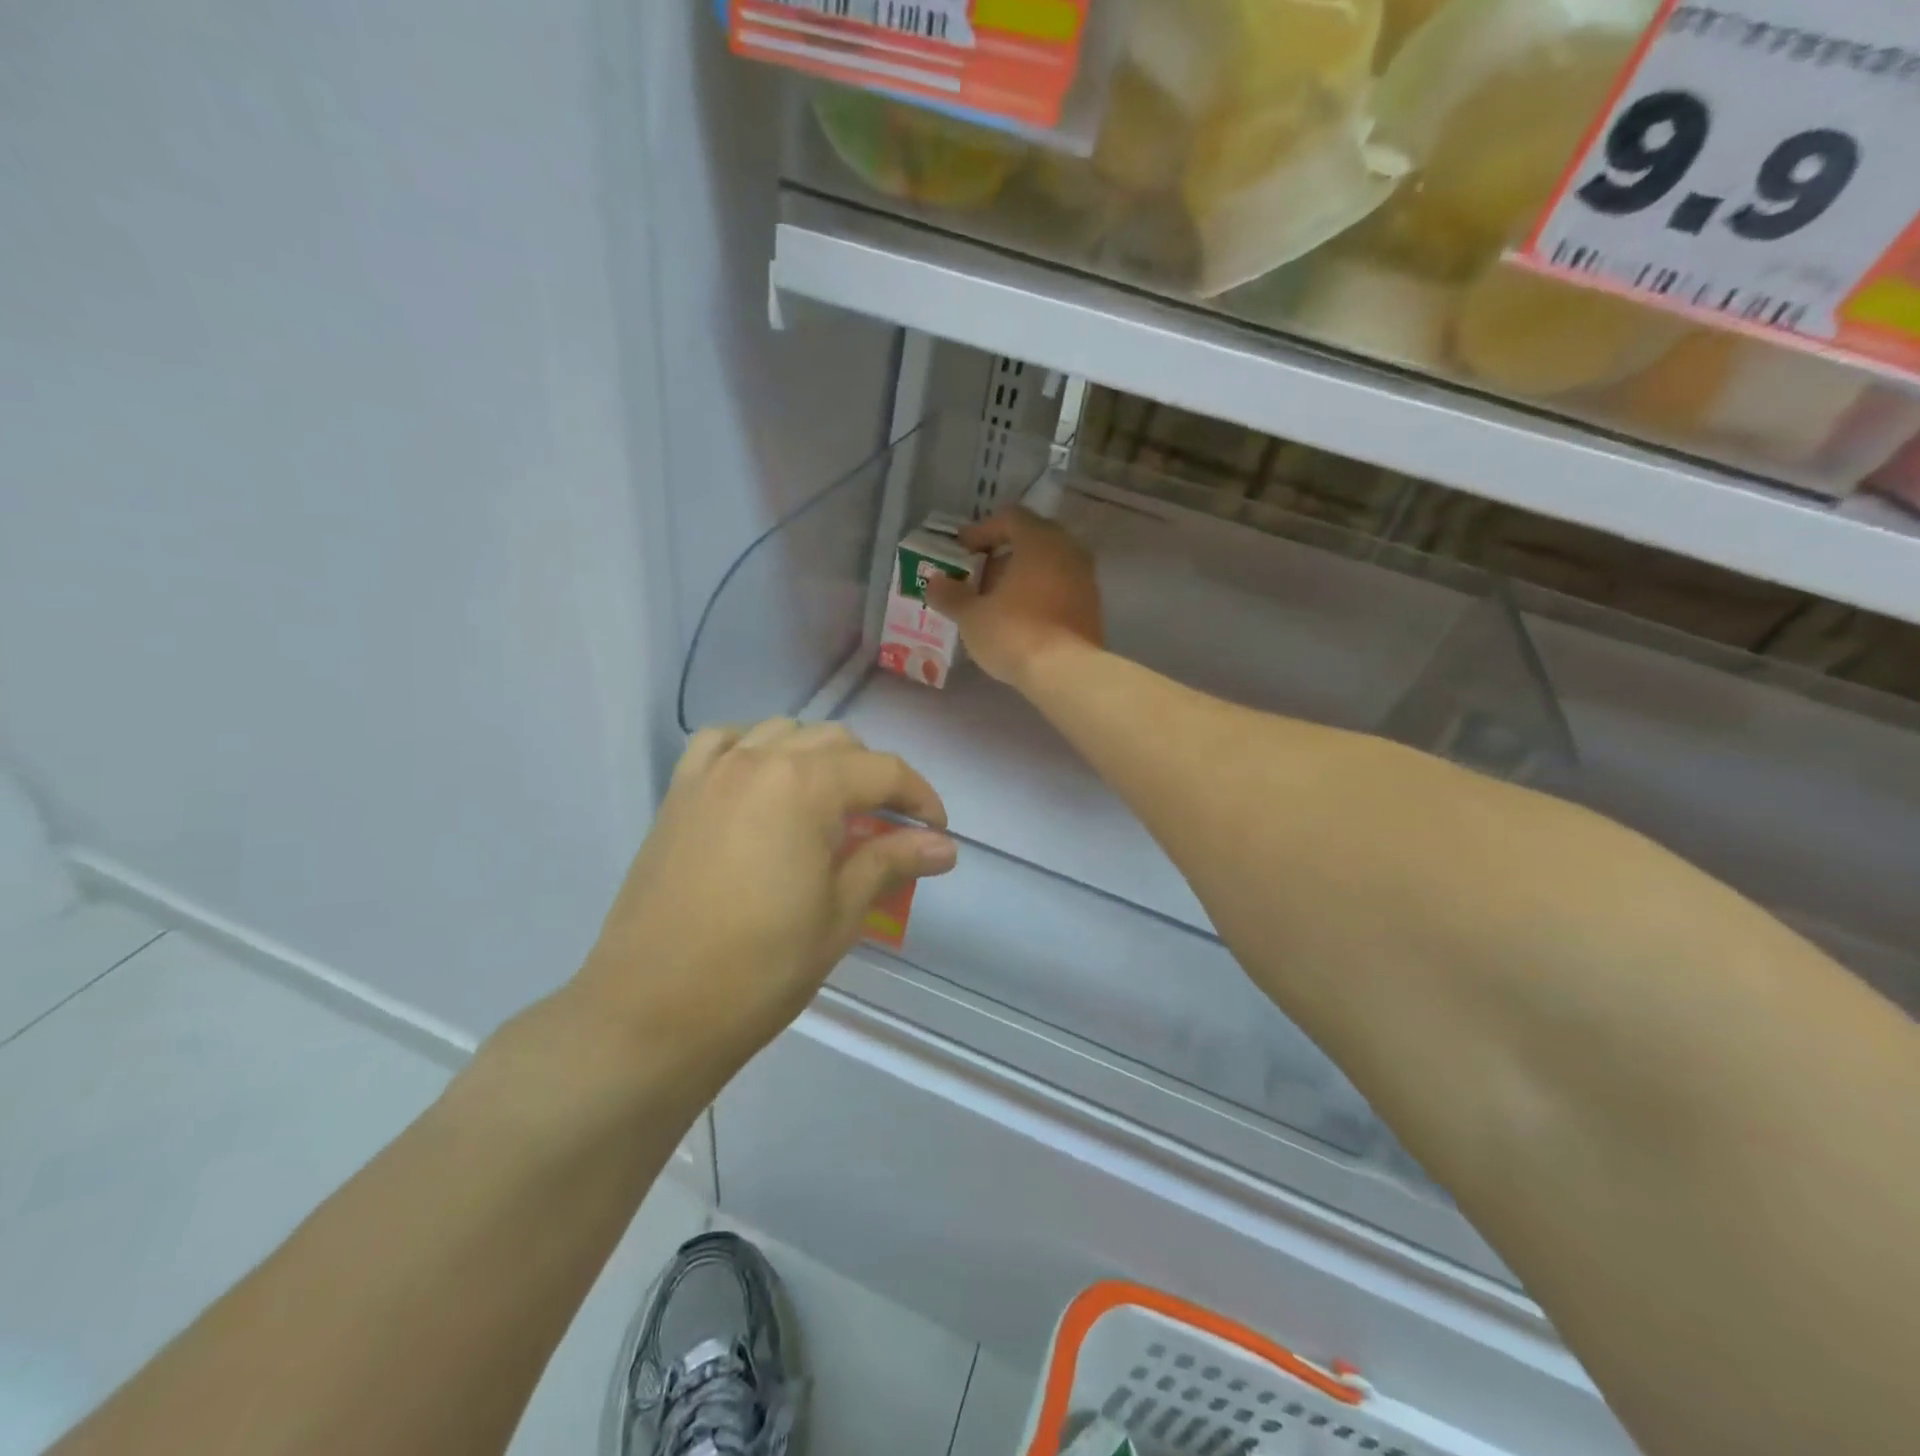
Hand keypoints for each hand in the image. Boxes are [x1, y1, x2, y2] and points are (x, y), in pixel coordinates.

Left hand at [573, 720, 953, 1072]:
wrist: (653, 1011)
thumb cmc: (760, 968)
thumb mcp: (840, 915)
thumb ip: (892, 863)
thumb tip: (945, 846)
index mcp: (804, 786)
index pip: (882, 771)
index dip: (920, 796)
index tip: (936, 831)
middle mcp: (758, 760)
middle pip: (836, 742)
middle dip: (872, 778)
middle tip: (887, 828)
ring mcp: (712, 772)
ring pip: (783, 733)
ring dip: (818, 758)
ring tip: (828, 806)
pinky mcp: (679, 793)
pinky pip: (723, 743)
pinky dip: (753, 749)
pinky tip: (762, 783)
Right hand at [924, 507, 1103, 688]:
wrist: (1065, 672)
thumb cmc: (1013, 632)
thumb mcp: (971, 615)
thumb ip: (951, 595)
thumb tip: (934, 582)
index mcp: (1039, 540)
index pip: (1010, 518)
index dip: (982, 530)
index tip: (962, 549)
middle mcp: (1068, 551)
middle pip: (1033, 539)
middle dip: (1004, 554)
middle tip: (980, 574)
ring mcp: (1086, 579)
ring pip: (1050, 565)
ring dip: (1023, 575)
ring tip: (997, 600)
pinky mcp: (1092, 608)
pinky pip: (1062, 588)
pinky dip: (1040, 594)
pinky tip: (1021, 618)